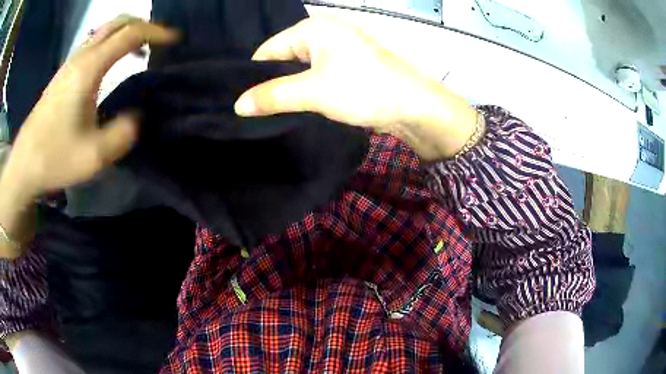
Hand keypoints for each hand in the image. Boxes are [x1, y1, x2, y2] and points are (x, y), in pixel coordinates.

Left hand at [2, 15, 177, 197]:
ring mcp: (69, 64)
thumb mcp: (94, 156)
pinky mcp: (63, 75)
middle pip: (117, 23)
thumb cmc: (54, 158)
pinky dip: (110, 44)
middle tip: (158, 40)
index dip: (156, 33)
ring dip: (125, 33)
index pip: (129, 34)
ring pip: (103, 31)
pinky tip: (111, 63)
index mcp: (89, 68)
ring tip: (139, 51)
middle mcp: (80, 57)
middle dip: (142, 25)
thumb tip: (135, 117)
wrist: (24, 164)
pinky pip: (92, 44)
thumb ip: (122, 133)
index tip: (175, 40)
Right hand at [235, 17, 477, 160]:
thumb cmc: (364, 89)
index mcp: (312, 28)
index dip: (254, 76)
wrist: (413, 106)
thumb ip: (272, 96)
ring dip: (289, 89)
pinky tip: (298, 106)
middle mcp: (323, 32)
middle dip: (272, 84)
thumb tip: (237, 106)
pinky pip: (315, 75)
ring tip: (274, 113)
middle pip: (283, 58)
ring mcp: (336, 48)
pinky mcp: (346, 65)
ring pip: (299, 69)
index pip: (268, 50)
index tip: (245, 104)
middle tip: (257, 112)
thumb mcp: (313, 92)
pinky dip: (306, 90)